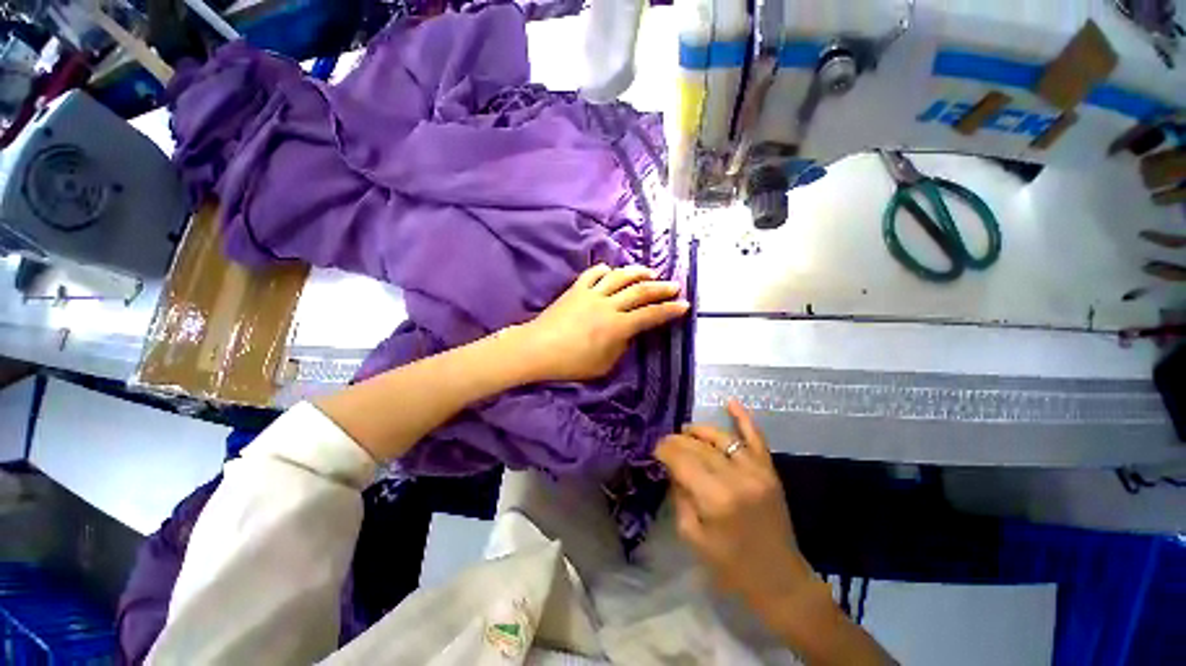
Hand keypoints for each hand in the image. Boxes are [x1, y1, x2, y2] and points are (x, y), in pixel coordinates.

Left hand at [515, 264, 689, 382]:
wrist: (536, 349)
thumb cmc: (570, 363)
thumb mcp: (603, 365)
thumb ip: (621, 347)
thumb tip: (629, 333)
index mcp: (617, 326)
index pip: (650, 315)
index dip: (669, 310)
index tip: (684, 305)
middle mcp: (608, 305)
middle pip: (640, 291)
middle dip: (661, 288)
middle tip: (674, 286)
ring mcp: (591, 294)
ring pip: (620, 276)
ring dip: (638, 273)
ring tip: (650, 272)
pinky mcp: (576, 289)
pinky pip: (594, 273)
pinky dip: (606, 270)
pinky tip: (612, 272)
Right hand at [656, 400, 813, 612]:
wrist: (779, 580)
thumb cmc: (730, 567)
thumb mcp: (692, 536)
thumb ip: (679, 495)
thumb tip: (671, 467)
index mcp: (715, 498)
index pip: (682, 460)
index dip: (664, 450)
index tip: (654, 449)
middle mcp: (736, 477)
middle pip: (698, 447)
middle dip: (677, 441)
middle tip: (664, 443)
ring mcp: (757, 471)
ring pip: (721, 437)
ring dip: (699, 431)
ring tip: (685, 431)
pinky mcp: (769, 471)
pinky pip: (755, 437)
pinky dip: (743, 418)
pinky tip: (730, 402)